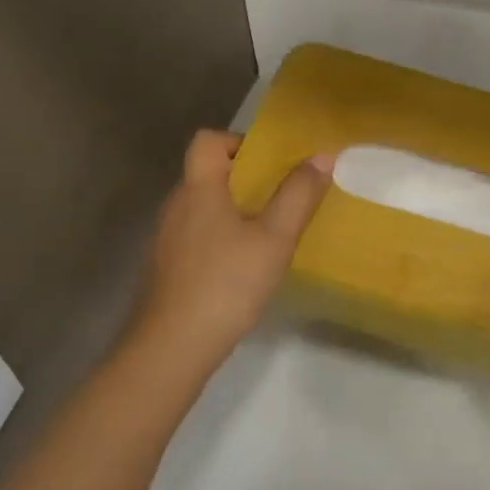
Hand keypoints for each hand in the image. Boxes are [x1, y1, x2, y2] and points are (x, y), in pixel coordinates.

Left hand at [126, 129, 331, 381]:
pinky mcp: (166, 268)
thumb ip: (298, 196)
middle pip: (207, 174)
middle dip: (245, 179)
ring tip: (269, 233)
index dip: (239, 142)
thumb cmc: (226, 284)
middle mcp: (176, 206)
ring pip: (202, 207)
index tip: (271, 163)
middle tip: (283, 198)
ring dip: (234, 210)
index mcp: (199, 189)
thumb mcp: (274, 239)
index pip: (207, 141)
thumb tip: (322, 155)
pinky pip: (197, 236)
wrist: (171, 348)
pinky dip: (221, 238)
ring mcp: (166, 239)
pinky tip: (244, 267)